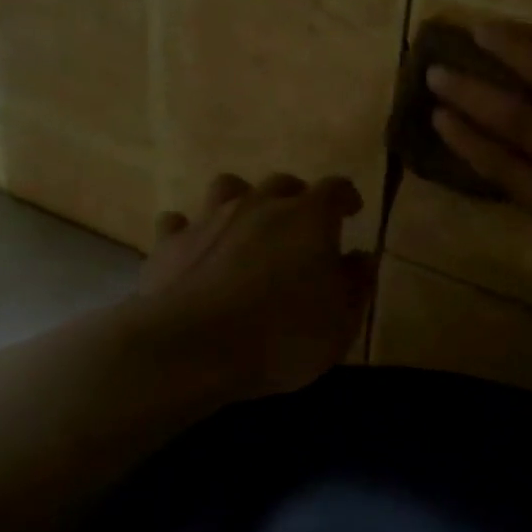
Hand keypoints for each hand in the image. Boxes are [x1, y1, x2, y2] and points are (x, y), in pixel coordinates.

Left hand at [136, 172, 373, 404]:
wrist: (192, 348)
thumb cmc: (282, 336)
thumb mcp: (340, 322)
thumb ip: (355, 283)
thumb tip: (361, 257)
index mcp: (309, 217)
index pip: (336, 189)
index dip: (346, 197)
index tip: (352, 210)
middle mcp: (260, 205)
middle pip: (282, 183)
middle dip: (296, 197)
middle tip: (302, 223)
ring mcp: (210, 219)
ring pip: (228, 187)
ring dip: (241, 200)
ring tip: (246, 225)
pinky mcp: (170, 242)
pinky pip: (178, 222)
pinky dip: (189, 231)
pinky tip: (192, 249)